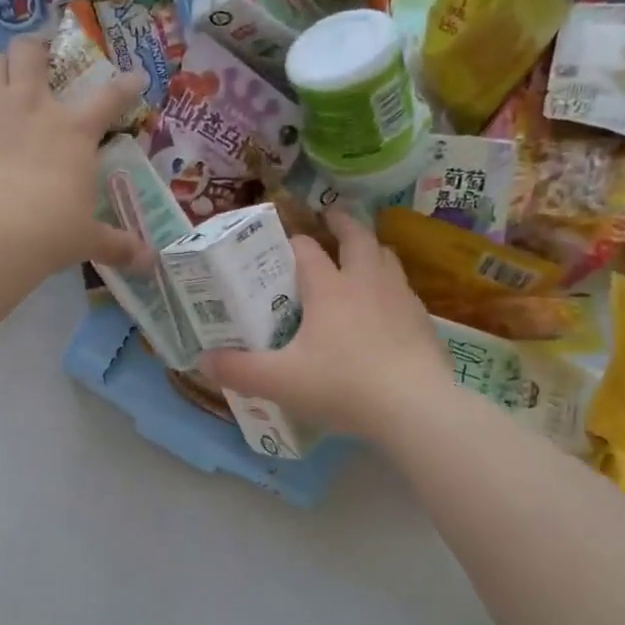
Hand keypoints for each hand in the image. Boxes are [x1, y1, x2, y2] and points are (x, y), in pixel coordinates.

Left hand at [0, 38, 149, 269]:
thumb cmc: (48, 231)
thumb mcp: (86, 238)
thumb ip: (116, 245)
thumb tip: (150, 264)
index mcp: (74, 131)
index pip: (109, 98)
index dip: (125, 86)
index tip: (135, 77)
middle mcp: (32, 103)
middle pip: (31, 52)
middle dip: (34, 51)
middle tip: (34, 62)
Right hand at [199, 211, 448, 440]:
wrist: (415, 407)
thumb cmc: (342, 385)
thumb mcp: (279, 381)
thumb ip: (238, 370)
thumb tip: (202, 362)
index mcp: (328, 288)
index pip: (306, 250)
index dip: (292, 242)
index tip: (282, 242)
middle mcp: (365, 282)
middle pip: (357, 238)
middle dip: (341, 223)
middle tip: (330, 217)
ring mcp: (400, 298)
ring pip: (386, 257)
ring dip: (370, 248)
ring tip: (361, 253)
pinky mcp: (422, 321)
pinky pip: (404, 289)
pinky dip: (391, 284)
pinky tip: (386, 305)